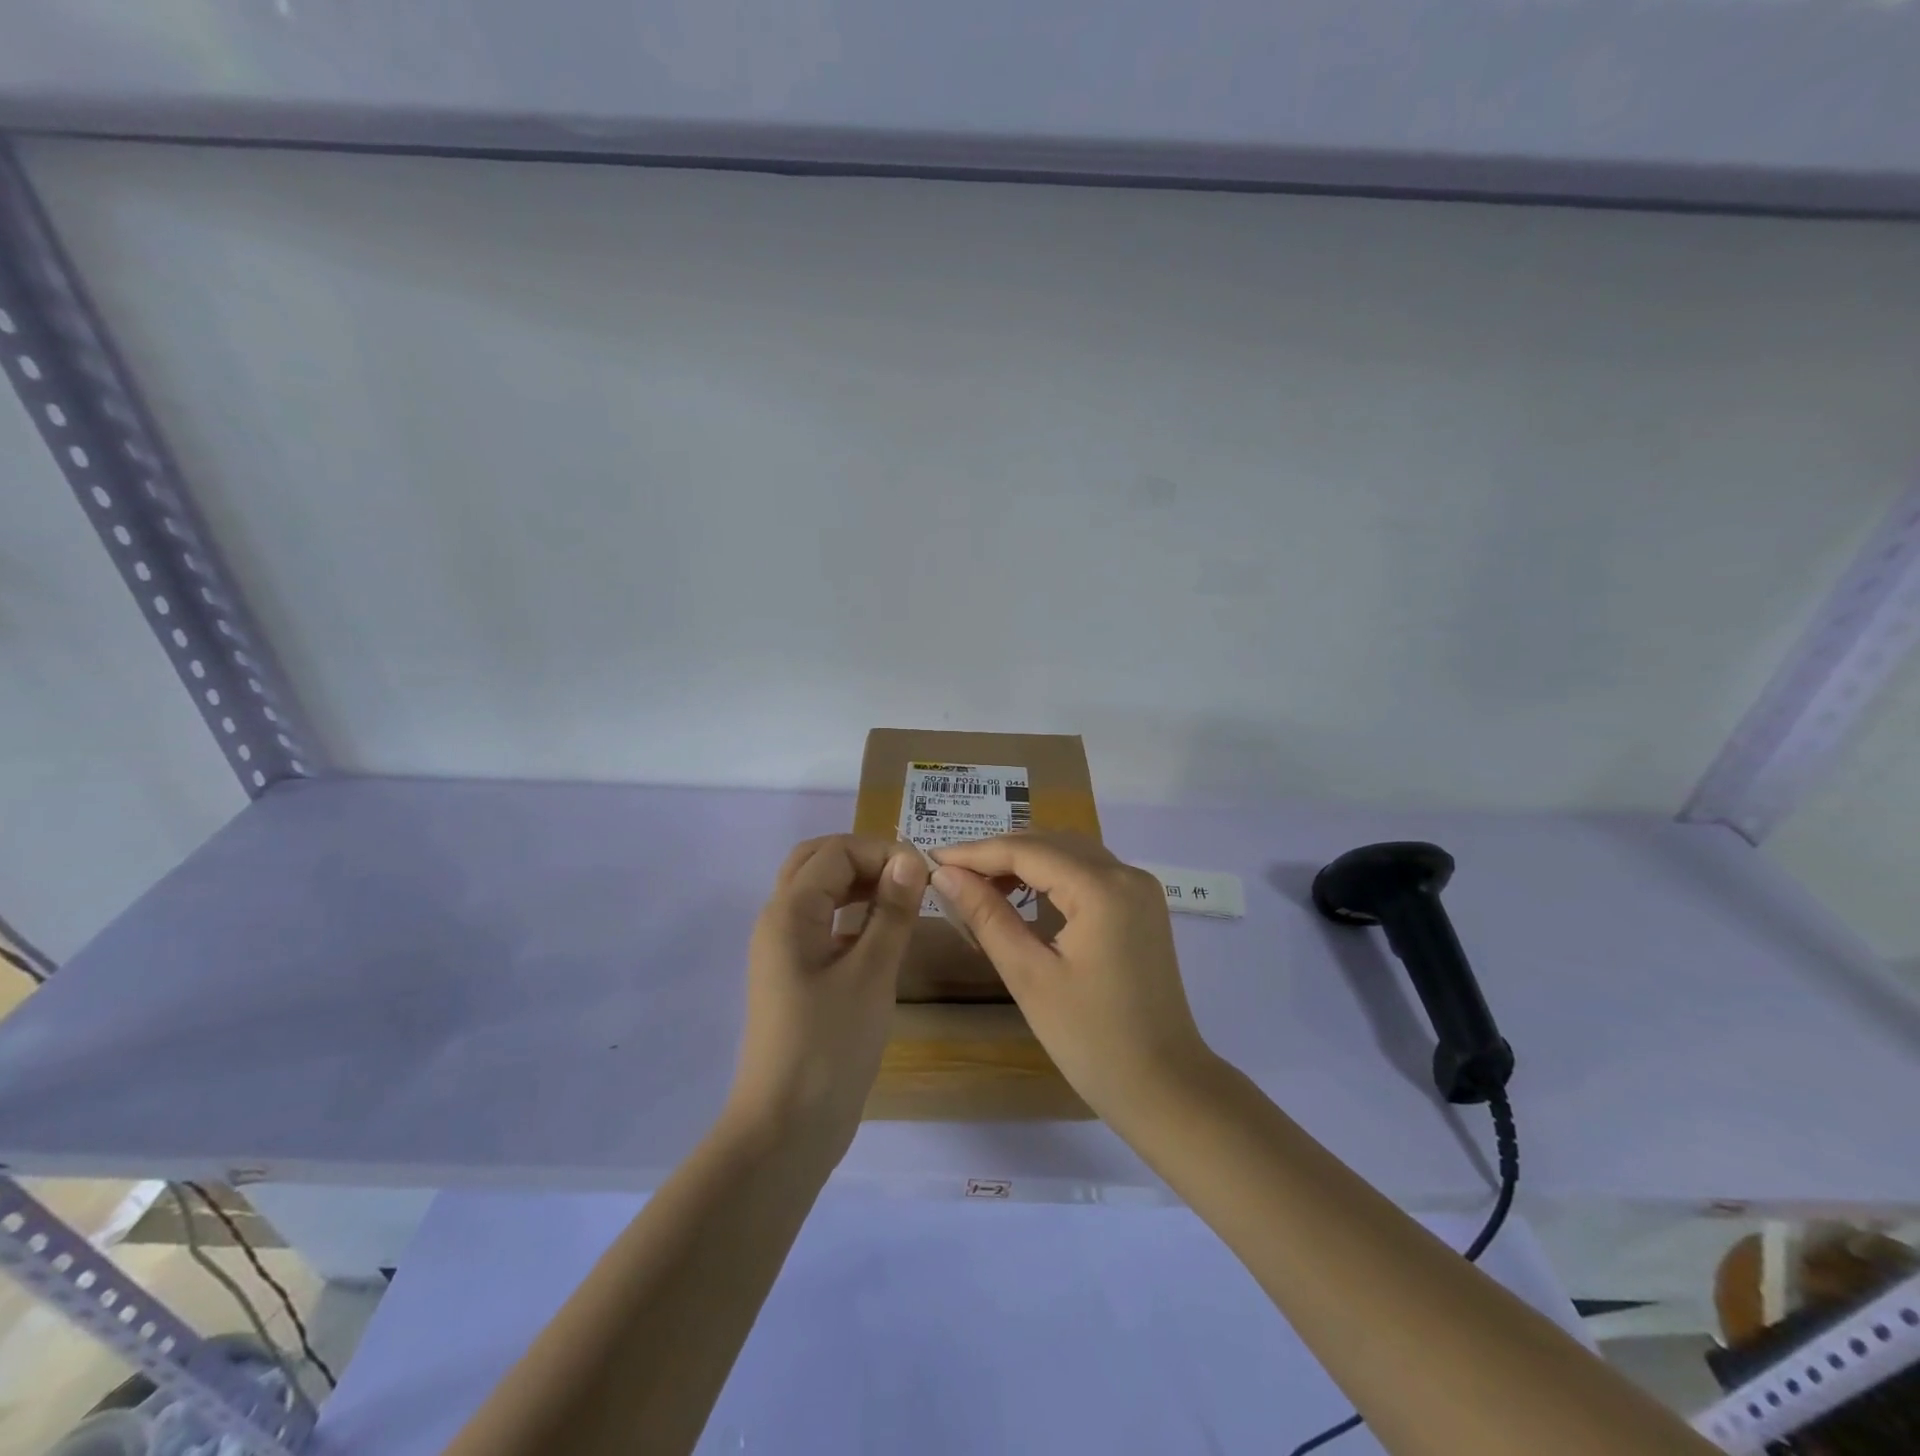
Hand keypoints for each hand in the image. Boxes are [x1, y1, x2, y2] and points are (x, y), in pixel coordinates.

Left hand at [726, 835, 928, 1161]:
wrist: (787, 1128)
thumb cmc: (830, 1046)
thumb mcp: (871, 973)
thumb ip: (891, 911)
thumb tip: (910, 859)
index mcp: (790, 912)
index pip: (836, 852)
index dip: (881, 852)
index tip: (925, 875)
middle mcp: (779, 920)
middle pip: (816, 862)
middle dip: (863, 859)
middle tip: (907, 878)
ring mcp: (784, 949)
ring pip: (818, 892)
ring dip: (857, 883)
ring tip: (902, 898)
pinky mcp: (795, 975)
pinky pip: (822, 923)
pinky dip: (851, 914)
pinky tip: (882, 933)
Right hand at [930, 833, 1215, 1130]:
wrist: (1163, 1086)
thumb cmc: (1091, 1039)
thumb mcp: (1029, 976)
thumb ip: (986, 916)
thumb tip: (944, 874)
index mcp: (1102, 888)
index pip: (1027, 851)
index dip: (976, 852)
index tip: (932, 859)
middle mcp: (1127, 874)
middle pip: (1051, 843)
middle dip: (999, 853)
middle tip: (951, 874)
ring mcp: (1140, 889)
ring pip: (1070, 854)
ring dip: (1025, 862)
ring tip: (979, 884)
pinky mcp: (1142, 906)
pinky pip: (1088, 873)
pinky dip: (1052, 876)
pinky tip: (1022, 895)